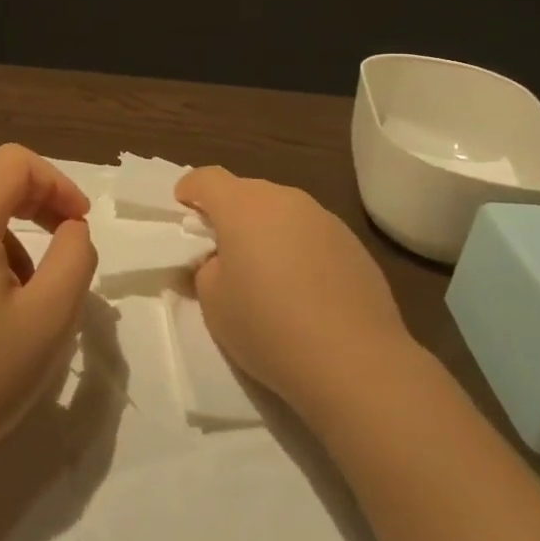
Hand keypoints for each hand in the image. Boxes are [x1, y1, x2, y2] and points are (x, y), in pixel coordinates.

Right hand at [175, 167, 415, 424]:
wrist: (355, 362)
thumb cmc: (268, 328)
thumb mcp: (213, 303)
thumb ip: (207, 268)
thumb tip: (221, 259)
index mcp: (242, 206)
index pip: (206, 178)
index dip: (190, 192)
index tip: (184, 215)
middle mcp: (284, 199)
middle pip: (246, 192)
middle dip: (229, 214)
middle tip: (223, 253)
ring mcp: (324, 218)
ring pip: (281, 212)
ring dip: (267, 230)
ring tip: (267, 274)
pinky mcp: (354, 244)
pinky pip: (311, 234)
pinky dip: (299, 249)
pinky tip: (304, 290)